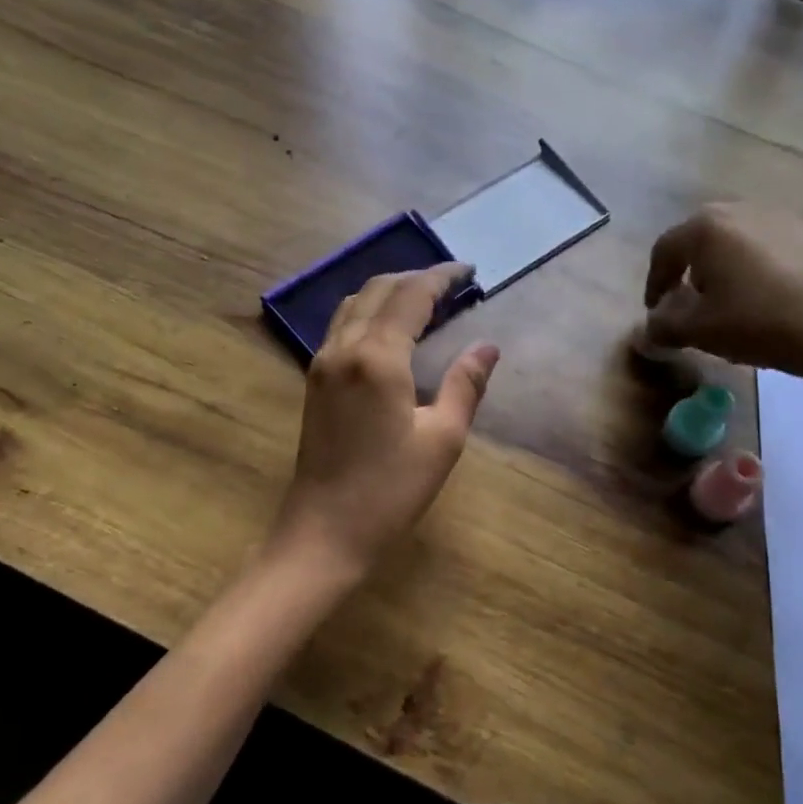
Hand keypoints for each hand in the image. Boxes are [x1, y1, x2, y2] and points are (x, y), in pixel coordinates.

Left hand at [270, 263, 500, 579]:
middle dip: (415, 278)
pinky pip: (341, 327)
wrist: (324, 532)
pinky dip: (369, 312)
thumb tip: (488, 347)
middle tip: (451, 283)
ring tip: (424, 300)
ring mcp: (322, 364)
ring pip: (353, 305)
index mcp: (377, 357)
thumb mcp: (443, 440)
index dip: (440, 277)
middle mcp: (343, 348)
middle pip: (377, 290)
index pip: (411, 296)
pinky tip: (390, 329)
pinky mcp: (314, 382)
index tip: (468, 271)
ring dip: (388, 292)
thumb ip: (466, 385)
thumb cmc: (390, 491)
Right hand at [643, 204, 802, 389]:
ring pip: (731, 241)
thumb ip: (663, 326)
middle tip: (684, 304)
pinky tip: (758, 298)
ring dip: (718, 269)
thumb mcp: (699, 331)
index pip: (664, 250)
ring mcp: (778, 217)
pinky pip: (762, 247)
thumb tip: (648, 329)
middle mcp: (739, 209)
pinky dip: (749, 268)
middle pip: (698, 239)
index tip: (655, 312)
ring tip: (722, 303)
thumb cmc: (758, 322)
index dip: (653, 283)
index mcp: (706, 227)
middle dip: (685, 272)